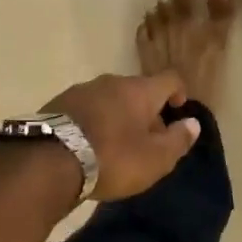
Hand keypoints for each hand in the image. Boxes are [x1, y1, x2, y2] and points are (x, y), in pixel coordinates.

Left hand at [46, 72, 200, 201]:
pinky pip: (85, 109)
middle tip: (147, 140)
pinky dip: (94, 123)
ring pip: (109, 99)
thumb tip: (193, 123)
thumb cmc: (112, 158)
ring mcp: (80, 90)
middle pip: (137, 90)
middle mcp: (110, 82)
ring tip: (115, 145)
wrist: (48, 162)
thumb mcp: (155, 159)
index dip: (179, 92)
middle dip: (146, 111)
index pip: (169, 79)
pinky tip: (88, 146)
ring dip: (118, 117)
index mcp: (139, 90)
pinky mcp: (57, 104)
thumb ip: (178, 140)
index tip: (178, 110)